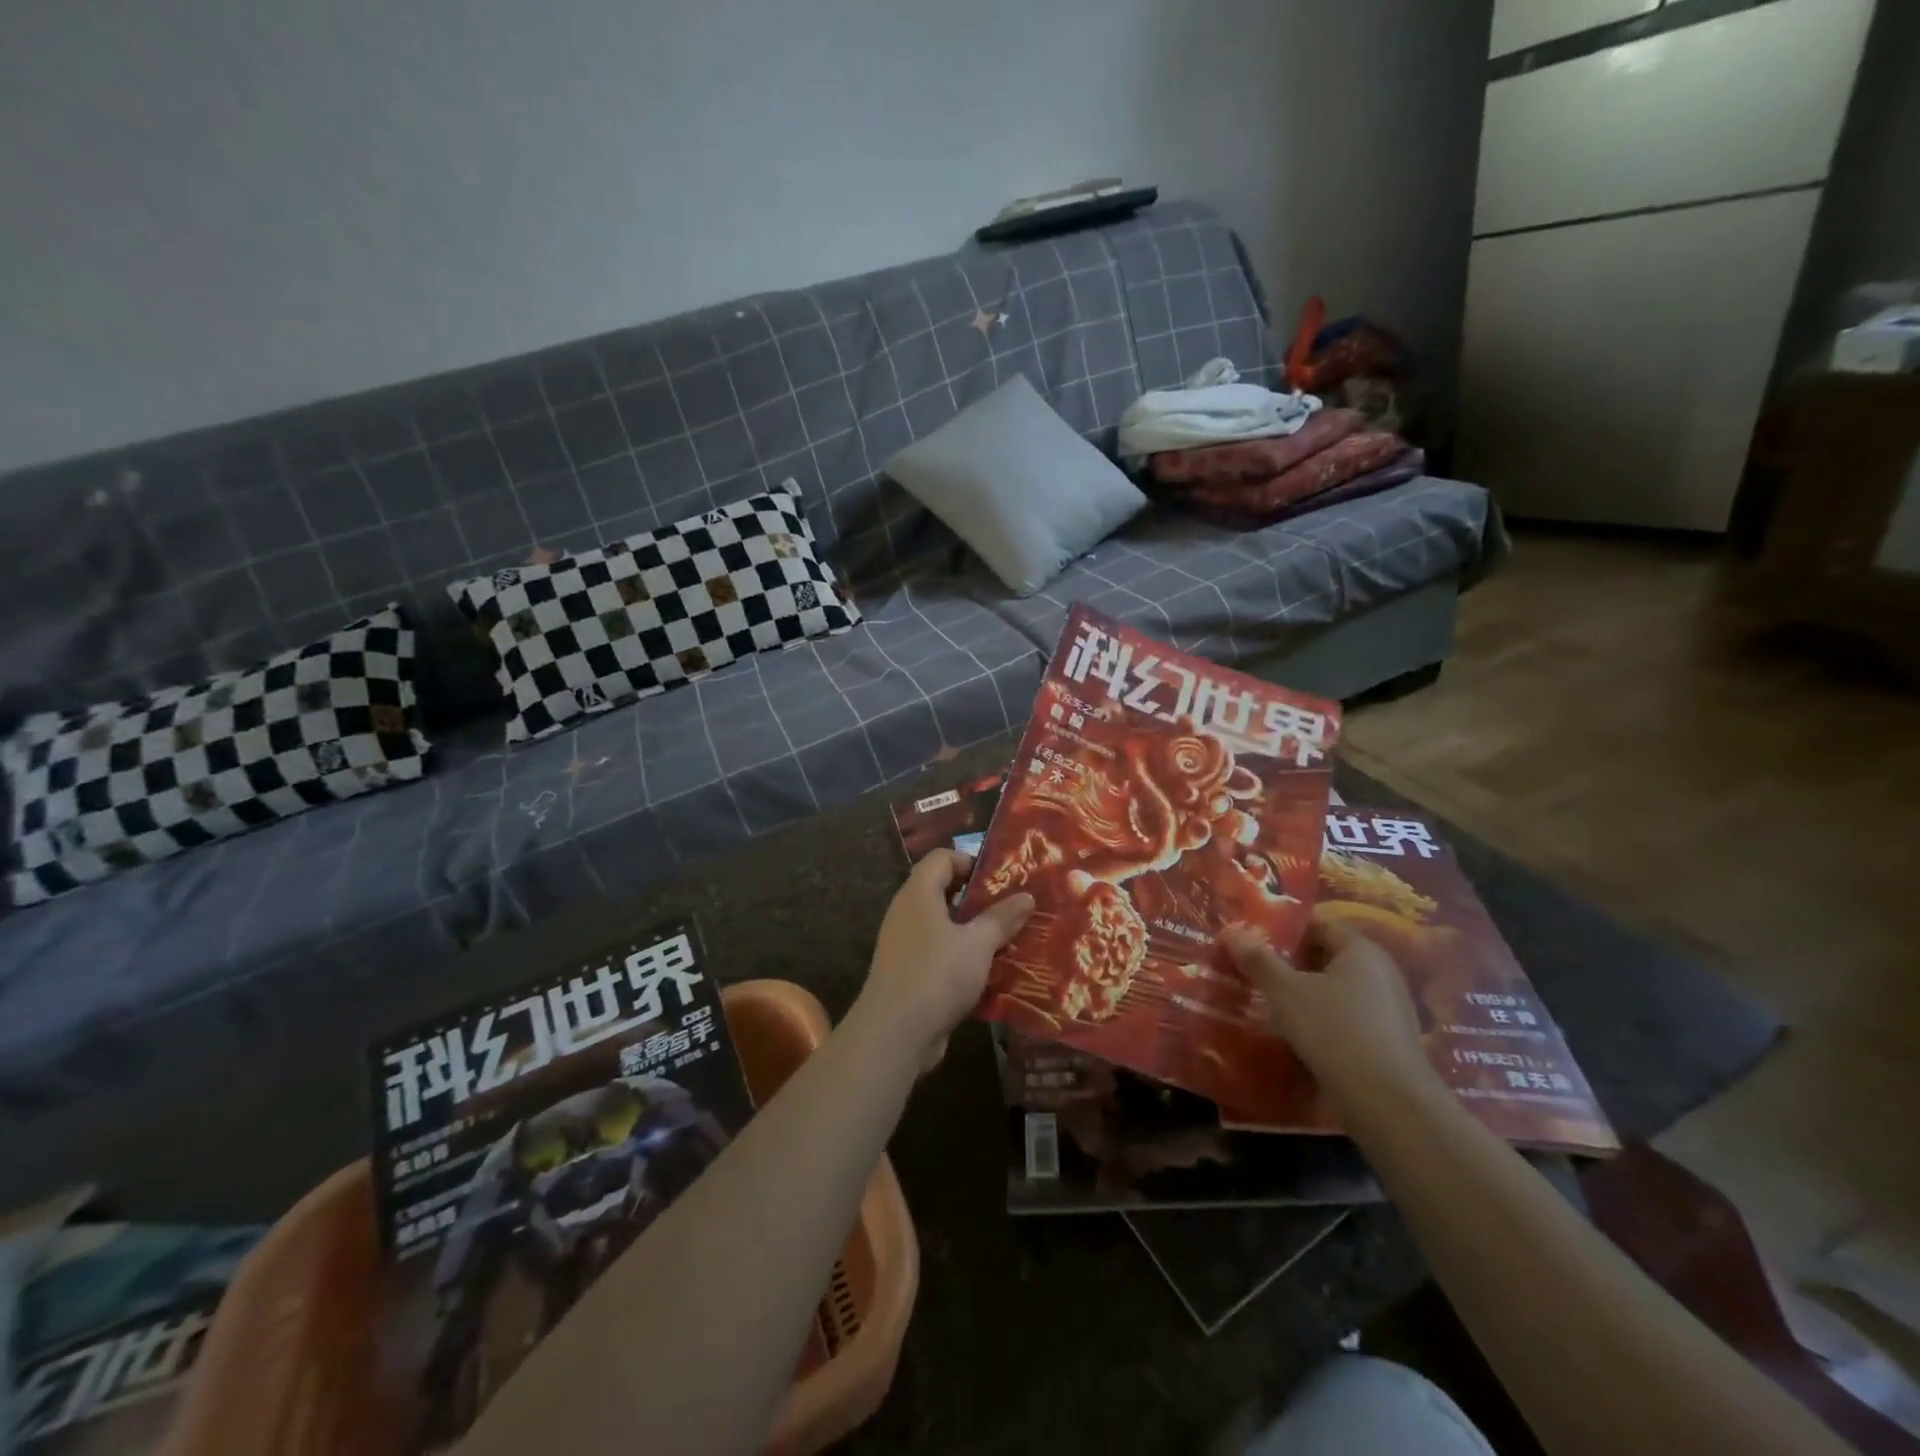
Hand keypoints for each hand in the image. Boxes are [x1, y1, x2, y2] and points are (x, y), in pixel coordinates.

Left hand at [860, 850, 1033, 1060]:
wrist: (894, 1033)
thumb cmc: (936, 974)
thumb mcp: (978, 944)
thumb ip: (1002, 918)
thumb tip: (1027, 896)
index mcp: (918, 893)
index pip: (941, 858)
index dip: (970, 860)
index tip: (1000, 880)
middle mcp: (907, 912)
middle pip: (942, 891)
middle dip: (978, 900)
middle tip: (1011, 909)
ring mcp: (904, 945)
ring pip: (943, 927)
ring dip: (973, 932)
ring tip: (1007, 940)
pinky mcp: (908, 974)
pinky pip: (939, 955)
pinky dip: (961, 958)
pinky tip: (989, 973)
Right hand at [1223, 915, 1442, 1112]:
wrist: (1390, 1103)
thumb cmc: (1335, 1031)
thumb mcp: (1286, 992)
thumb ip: (1258, 960)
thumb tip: (1232, 931)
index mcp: (1361, 950)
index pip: (1319, 925)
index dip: (1284, 931)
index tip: (1254, 941)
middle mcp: (1382, 973)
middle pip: (1327, 957)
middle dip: (1292, 963)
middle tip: (1255, 971)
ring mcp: (1389, 1009)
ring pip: (1337, 990)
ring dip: (1306, 994)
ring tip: (1270, 1003)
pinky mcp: (1389, 1041)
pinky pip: (1348, 1017)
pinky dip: (1323, 1019)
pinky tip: (1298, 1034)